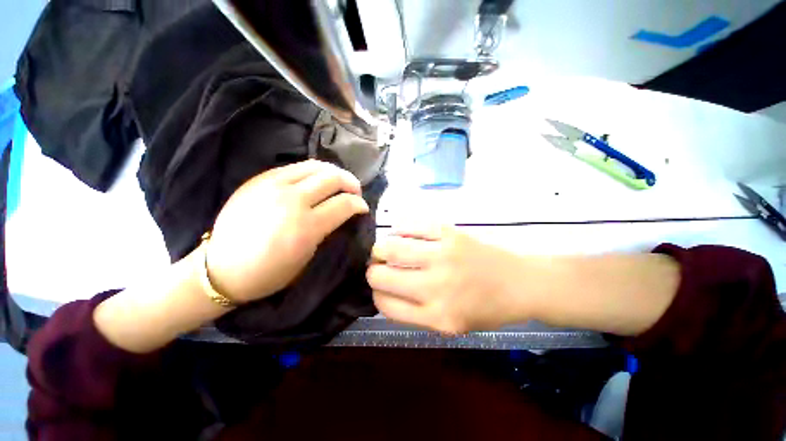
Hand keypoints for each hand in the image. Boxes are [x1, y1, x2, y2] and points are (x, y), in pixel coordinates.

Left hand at [206, 160, 368, 303]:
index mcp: (306, 227)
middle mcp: (292, 201)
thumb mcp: (307, 258)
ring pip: (315, 166)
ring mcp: (273, 185)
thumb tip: (343, 215)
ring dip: (334, 172)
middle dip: (351, 183)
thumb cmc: (269, 274)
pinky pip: (295, 167)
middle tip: (355, 192)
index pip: (344, 204)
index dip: (359, 204)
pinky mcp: (259, 179)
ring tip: (339, 182)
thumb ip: (328, 231)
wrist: (220, 269)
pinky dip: (313, 171)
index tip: (363, 208)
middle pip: (333, 178)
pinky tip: (316, 180)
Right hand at [366, 224, 528, 333]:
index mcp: (436, 316)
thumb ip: (415, 313)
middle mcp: (436, 287)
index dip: (376, 294)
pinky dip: (399, 229)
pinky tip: (401, 234)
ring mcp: (443, 255)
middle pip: (381, 275)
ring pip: (390, 247)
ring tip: (385, 249)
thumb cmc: (485, 308)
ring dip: (381, 248)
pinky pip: (410, 226)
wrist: (520, 283)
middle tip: (379, 266)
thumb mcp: (451, 326)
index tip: (379, 287)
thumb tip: (383, 291)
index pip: (385, 304)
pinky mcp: (450, 233)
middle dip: (373, 271)